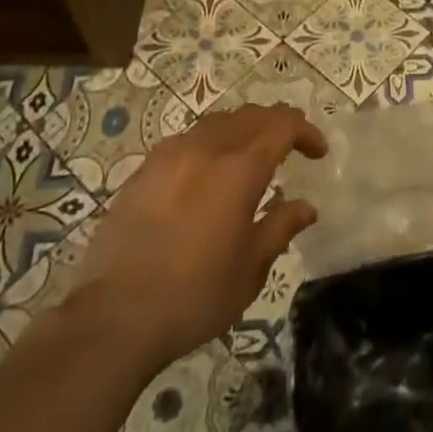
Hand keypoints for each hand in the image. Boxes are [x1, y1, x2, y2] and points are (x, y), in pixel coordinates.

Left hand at [71, 104, 326, 374]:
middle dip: (277, 125)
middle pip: (250, 116)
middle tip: (291, 147)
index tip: (318, 152)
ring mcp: (170, 156)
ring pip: (217, 123)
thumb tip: (306, 207)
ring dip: (242, 130)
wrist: (114, 315)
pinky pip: (187, 141)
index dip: (305, 132)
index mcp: (240, 168)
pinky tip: (206, 174)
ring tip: (250, 157)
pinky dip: (210, 145)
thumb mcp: (250, 268)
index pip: (282, 126)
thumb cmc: (194, 294)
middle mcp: (206, 149)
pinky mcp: (143, 171)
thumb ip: (280, 228)